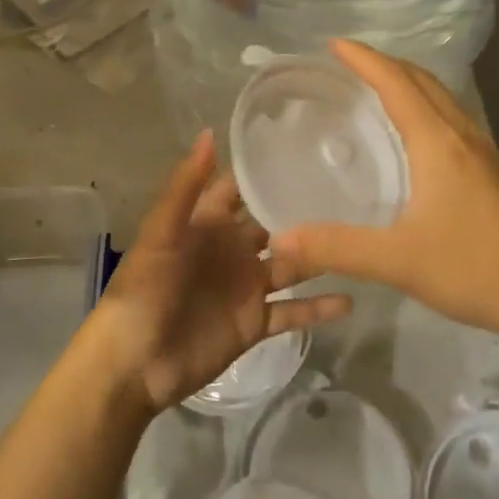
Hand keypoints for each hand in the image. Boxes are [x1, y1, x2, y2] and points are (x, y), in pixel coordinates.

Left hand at [96, 130, 351, 413]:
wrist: (135, 366)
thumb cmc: (144, 290)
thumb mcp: (162, 233)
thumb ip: (187, 186)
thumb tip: (211, 132)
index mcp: (208, 224)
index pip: (241, 188)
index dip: (267, 170)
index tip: (308, 147)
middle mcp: (232, 250)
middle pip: (274, 223)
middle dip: (304, 209)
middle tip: (353, 189)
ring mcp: (247, 288)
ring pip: (291, 265)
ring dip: (319, 254)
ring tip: (363, 237)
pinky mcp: (255, 324)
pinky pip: (293, 312)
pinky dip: (319, 308)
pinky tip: (352, 300)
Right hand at [270, 40, 498, 350]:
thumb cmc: (475, 268)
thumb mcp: (398, 261)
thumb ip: (336, 247)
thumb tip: (279, 238)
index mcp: (439, 142)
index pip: (396, 83)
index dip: (364, 59)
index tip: (333, 44)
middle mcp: (462, 136)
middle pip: (423, 81)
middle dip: (385, 63)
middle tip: (348, 63)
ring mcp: (484, 153)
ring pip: (442, 98)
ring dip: (408, 82)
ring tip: (376, 87)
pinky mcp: (493, 173)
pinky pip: (452, 119)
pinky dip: (425, 107)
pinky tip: (414, 136)